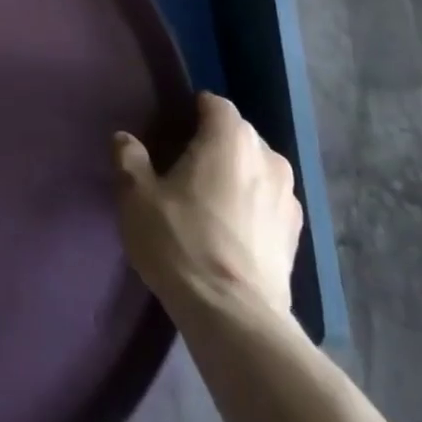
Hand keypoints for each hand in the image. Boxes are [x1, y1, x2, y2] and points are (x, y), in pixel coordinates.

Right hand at [113, 92, 303, 319]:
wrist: (234, 318)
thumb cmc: (182, 243)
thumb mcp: (137, 197)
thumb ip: (130, 159)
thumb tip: (126, 139)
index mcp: (231, 137)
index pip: (214, 103)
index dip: (191, 112)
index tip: (170, 134)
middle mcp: (267, 156)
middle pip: (237, 135)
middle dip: (213, 144)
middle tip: (183, 170)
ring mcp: (288, 196)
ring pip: (256, 169)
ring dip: (236, 176)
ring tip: (208, 203)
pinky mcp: (296, 234)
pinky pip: (268, 203)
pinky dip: (252, 207)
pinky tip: (231, 233)